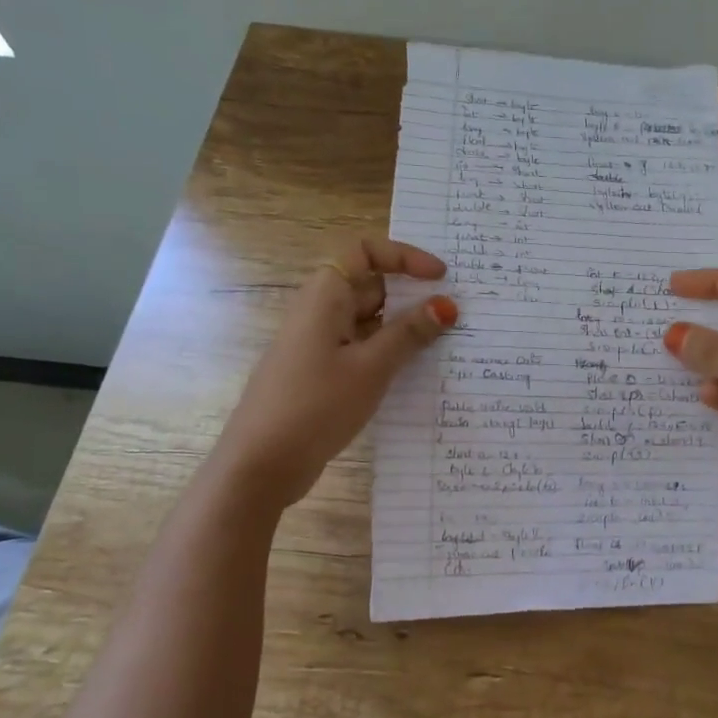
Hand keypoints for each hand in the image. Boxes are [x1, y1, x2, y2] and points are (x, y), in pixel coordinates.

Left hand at [223, 238, 455, 505]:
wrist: (260, 464)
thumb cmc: (315, 405)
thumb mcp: (371, 367)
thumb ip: (410, 333)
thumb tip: (446, 305)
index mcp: (325, 297)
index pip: (364, 252)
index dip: (404, 256)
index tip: (441, 277)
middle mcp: (320, 313)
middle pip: (370, 286)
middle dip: (412, 295)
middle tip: (456, 313)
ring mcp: (319, 344)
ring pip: (369, 321)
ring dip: (404, 327)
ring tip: (447, 343)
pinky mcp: (322, 373)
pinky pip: (362, 349)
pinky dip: (389, 352)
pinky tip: (417, 372)